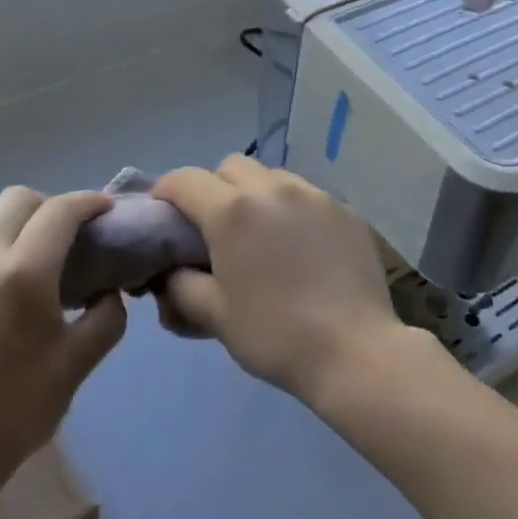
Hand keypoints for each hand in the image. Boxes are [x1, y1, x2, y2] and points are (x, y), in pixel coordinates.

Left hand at [0, 188, 125, 499]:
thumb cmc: (14, 412)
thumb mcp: (76, 364)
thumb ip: (106, 317)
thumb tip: (107, 293)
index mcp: (20, 272)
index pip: (60, 211)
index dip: (90, 202)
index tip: (109, 211)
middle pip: (18, 200)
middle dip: (52, 207)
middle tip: (75, 239)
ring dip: (23, 232)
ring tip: (44, 275)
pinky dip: (0, 257)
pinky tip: (8, 305)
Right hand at [151, 155, 402, 402]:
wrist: (354, 351)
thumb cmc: (275, 335)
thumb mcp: (215, 316)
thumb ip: (181, 286)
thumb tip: (172, 272)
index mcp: (232, 211)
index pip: (185, 180)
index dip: (166, 192)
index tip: (163, 215)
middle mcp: (272, 189)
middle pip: (230, 167)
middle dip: (214, 189)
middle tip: (215, 228)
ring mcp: (314, 195)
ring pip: (272, 177)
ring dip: (255, 196)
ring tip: (261, 237)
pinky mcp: (345, 209)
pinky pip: (307, 196)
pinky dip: (292, 210)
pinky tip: (301, 248)